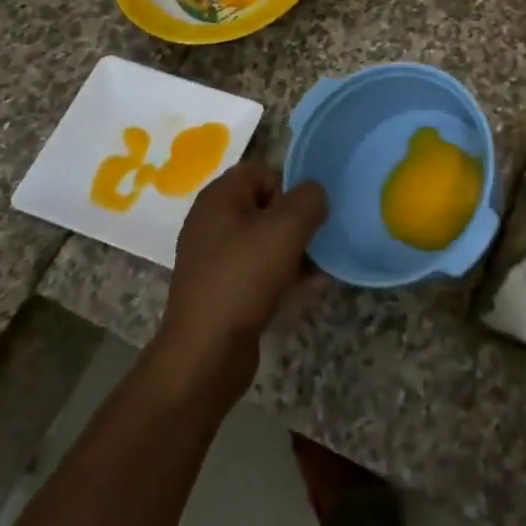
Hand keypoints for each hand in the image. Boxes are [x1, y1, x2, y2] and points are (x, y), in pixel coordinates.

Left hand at [154, 164, 327, 406]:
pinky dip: (283, 276)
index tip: (308, 214)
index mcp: (219, 198)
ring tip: (320, 271)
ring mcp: (214, 259)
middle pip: (267, 207)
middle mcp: (212, 222)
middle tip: (318, 242)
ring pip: (266, 241)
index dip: (290, 187)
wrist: (205, 353)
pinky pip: (259, 271)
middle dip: (298, 223)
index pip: (262, 172)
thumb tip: (315, 195)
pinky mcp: (221, 290)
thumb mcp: (286, 228)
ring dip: (296, 252)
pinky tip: (307, 291)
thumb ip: (309, 199)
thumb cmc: (244, 278)